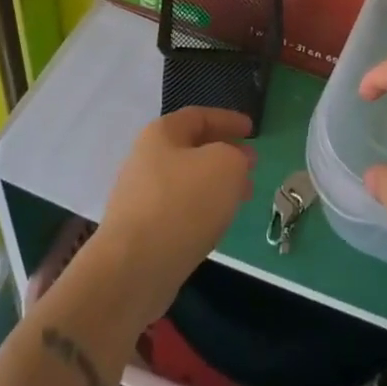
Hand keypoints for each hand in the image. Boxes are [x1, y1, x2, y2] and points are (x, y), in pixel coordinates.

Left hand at [92, 107, 254, 325]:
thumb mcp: (226, 165)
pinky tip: (217, 223)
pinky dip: (203, 209)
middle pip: (192, 149)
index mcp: (161, 134)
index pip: (199, 116)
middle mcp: (146, 160)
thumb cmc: (183, 203)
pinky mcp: (142, 231)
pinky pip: (179, 209)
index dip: (228, 120)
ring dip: (217, 184)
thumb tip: (234, 162)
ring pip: (188, 181)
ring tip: (242, 197)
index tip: (253, 130)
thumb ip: (237, 156)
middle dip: (226, 154)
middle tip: (252, 166)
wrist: (133, 268)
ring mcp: (140, 197)